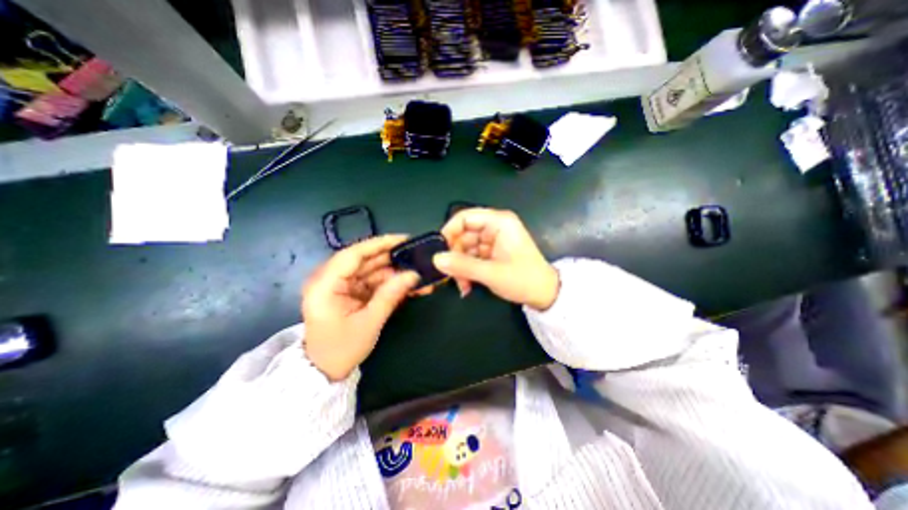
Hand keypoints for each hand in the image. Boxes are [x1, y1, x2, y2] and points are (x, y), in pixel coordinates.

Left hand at [302, 238, 419, 379]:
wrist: (325, 371)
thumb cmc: (341, 349)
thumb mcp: (369, 322)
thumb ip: (390, 295)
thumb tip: (413, 274)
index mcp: (325, 285)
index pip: (353, 255)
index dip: (379, 244)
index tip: (403, 239)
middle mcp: (330, 279)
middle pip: (364, 260)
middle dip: (392, 259)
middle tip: (416, 256)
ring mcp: (340, 285)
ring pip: (371, 271)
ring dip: (394, 272)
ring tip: (418, 273)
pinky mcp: (349, 292)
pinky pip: (372, 282)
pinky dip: (389, 283)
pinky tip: (408, 285)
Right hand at [434, 207, 556, 310]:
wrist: (545, 295)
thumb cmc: (523, 280)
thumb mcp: (492, 273)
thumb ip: (462, 266)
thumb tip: (436, 259)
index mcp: (499, 222)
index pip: (465, 217)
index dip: (449, 231)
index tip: (439, 251)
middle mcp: (494, 227)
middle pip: (463, 234)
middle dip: (455, 256)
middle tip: (450, 275)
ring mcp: (492, 240)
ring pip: (465, 248)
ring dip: (460, 266)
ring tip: (461, 284)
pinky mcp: (491, 252)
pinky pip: (471, 257)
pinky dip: (467, 270)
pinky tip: (467, 285)